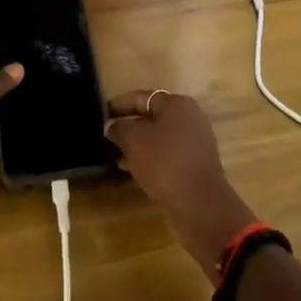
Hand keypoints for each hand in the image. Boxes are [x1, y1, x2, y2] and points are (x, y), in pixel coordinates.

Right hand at [105, 90, 257, 277]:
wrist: (199, 203)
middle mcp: (189, 118)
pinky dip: (150, 159)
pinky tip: (133, 170)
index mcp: (176, 104)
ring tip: (116, 155)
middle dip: (129, 126)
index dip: (119, 105)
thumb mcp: (133, 140)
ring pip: (159, 138)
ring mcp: (195, 142)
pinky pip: (167, 155)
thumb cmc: (164, 162)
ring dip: (138, 145)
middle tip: (107, 136)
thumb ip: (119, 128)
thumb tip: (112, 125)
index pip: (141, 97)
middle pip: (152, 117)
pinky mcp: (195, 164)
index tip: (101, 114)